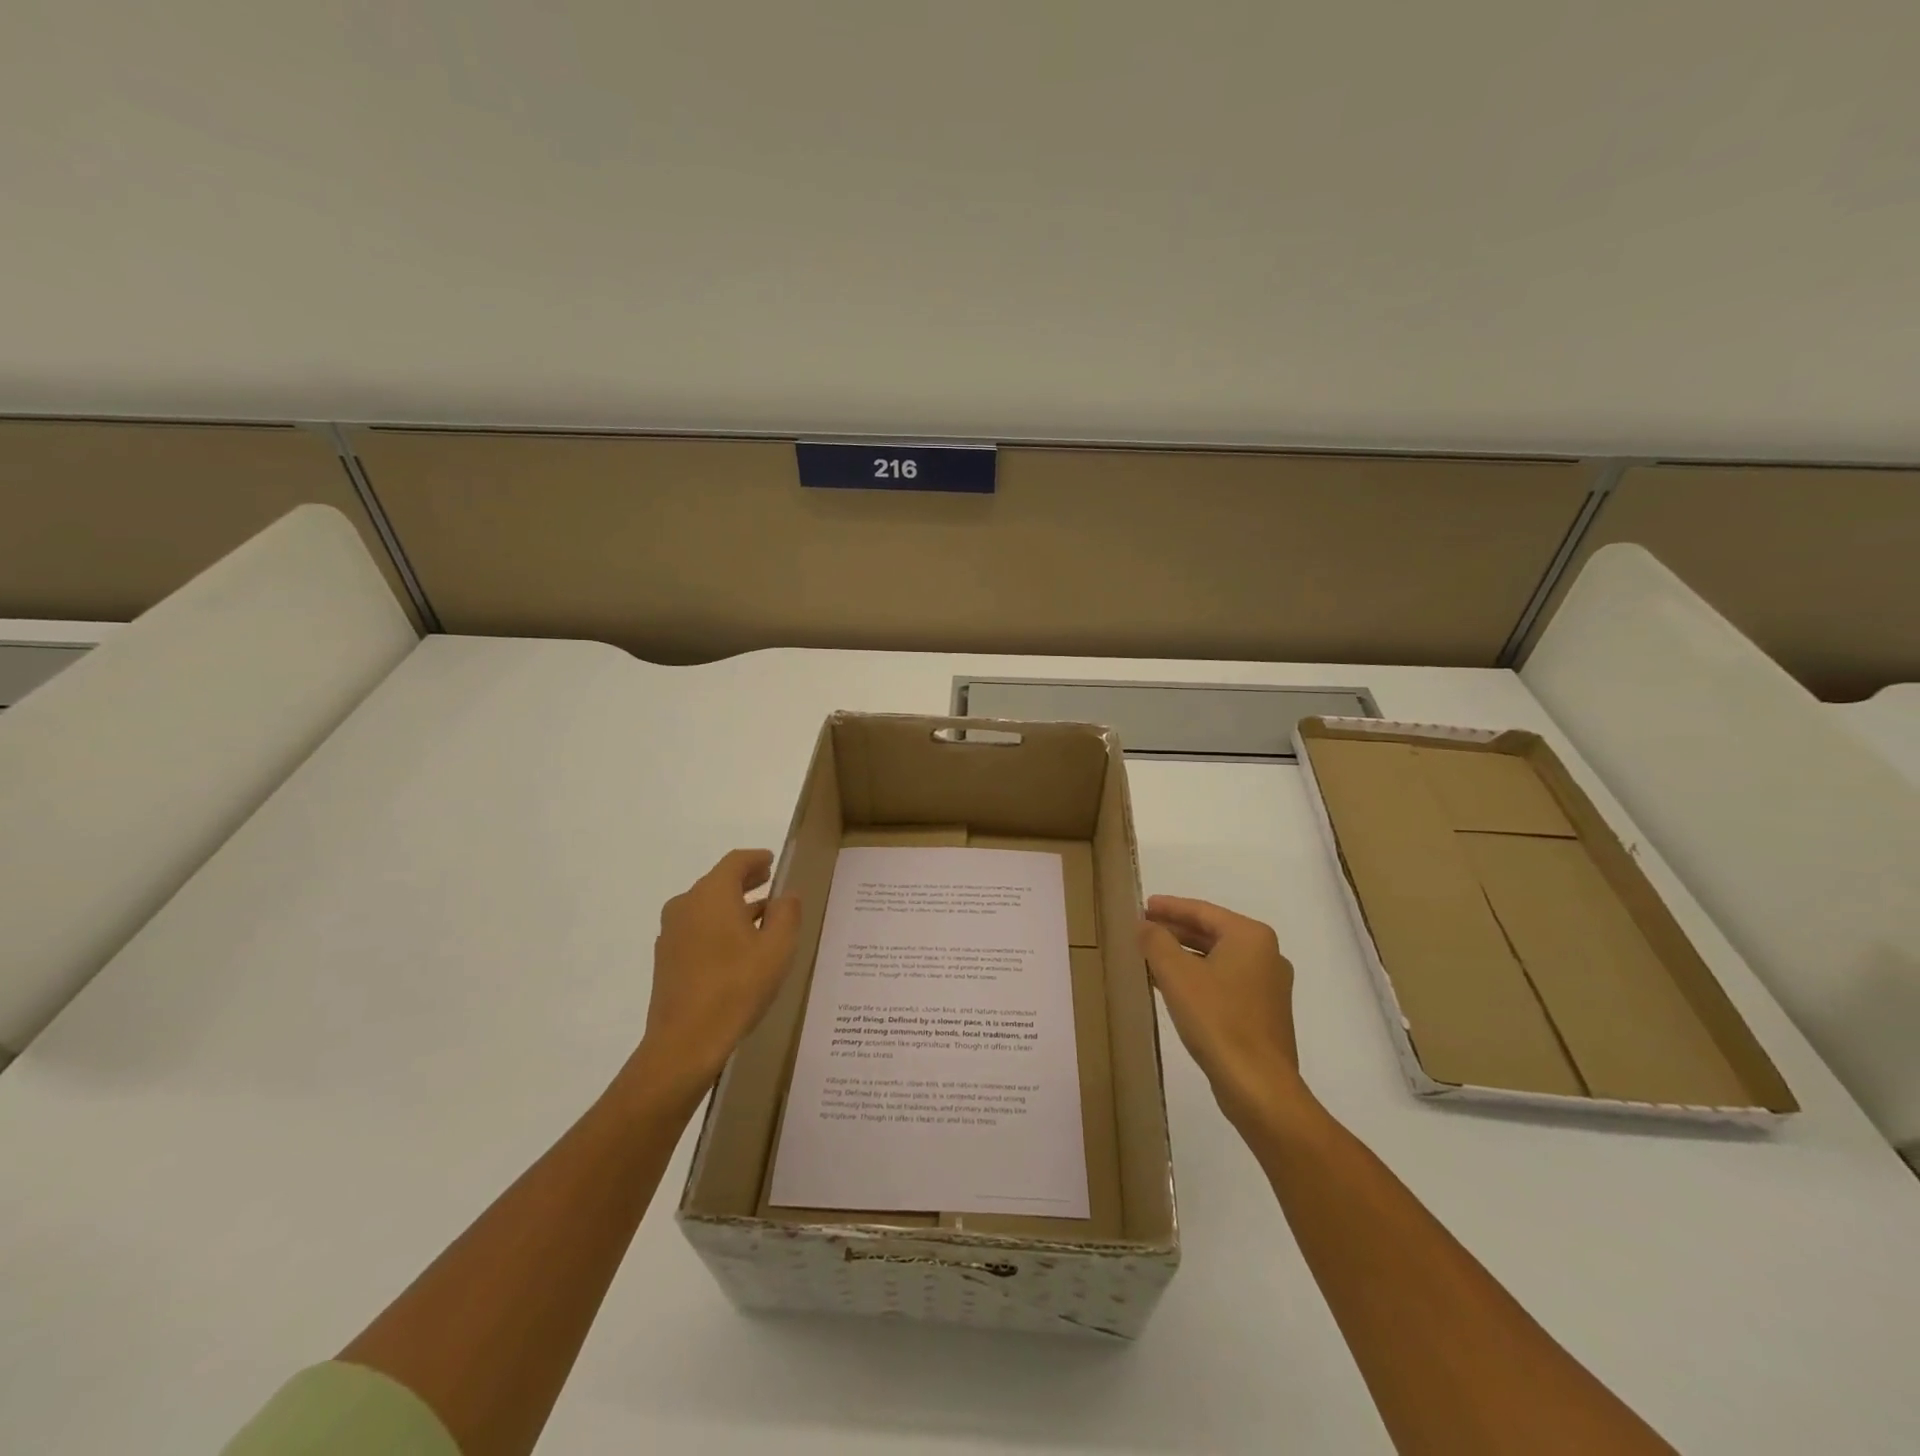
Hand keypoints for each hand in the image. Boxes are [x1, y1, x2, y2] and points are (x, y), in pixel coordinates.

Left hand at [626, 849, 801, 1107]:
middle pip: (718, 882)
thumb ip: (786, 914)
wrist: (684, 1042)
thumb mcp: (777, 948)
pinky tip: (736, 947)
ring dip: (732, 906)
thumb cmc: (737, 987)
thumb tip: (786, 896)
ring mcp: (671, 933)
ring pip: (706, 906)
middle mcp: (686, 905)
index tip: (772, 862)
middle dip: (745, 881)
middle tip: (769, 883)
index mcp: (712, 895)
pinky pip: (696, 928)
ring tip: (760, 918)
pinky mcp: (666, 958)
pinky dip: (717, 926)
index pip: (735, 862)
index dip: (756, 859)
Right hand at [1140, 896, 1310, 1133]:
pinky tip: (1173, 987)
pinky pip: (1225, 981)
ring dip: (1184, 955)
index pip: (1202, 911)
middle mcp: (1267, 955)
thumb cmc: (1217, 1020)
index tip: (1143, 905)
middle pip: (1212, 932)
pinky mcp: (1264, 1013)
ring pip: (1218, 958)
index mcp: (1251, 937)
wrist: (1259, 1087)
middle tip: (1143, 928)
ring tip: (1151, 956)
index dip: (1169, 907)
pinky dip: (1199, 977)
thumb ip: (1156, 941)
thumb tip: (1144, 925)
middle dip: (1176, 930)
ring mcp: (1269, 986)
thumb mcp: (1176, 974)